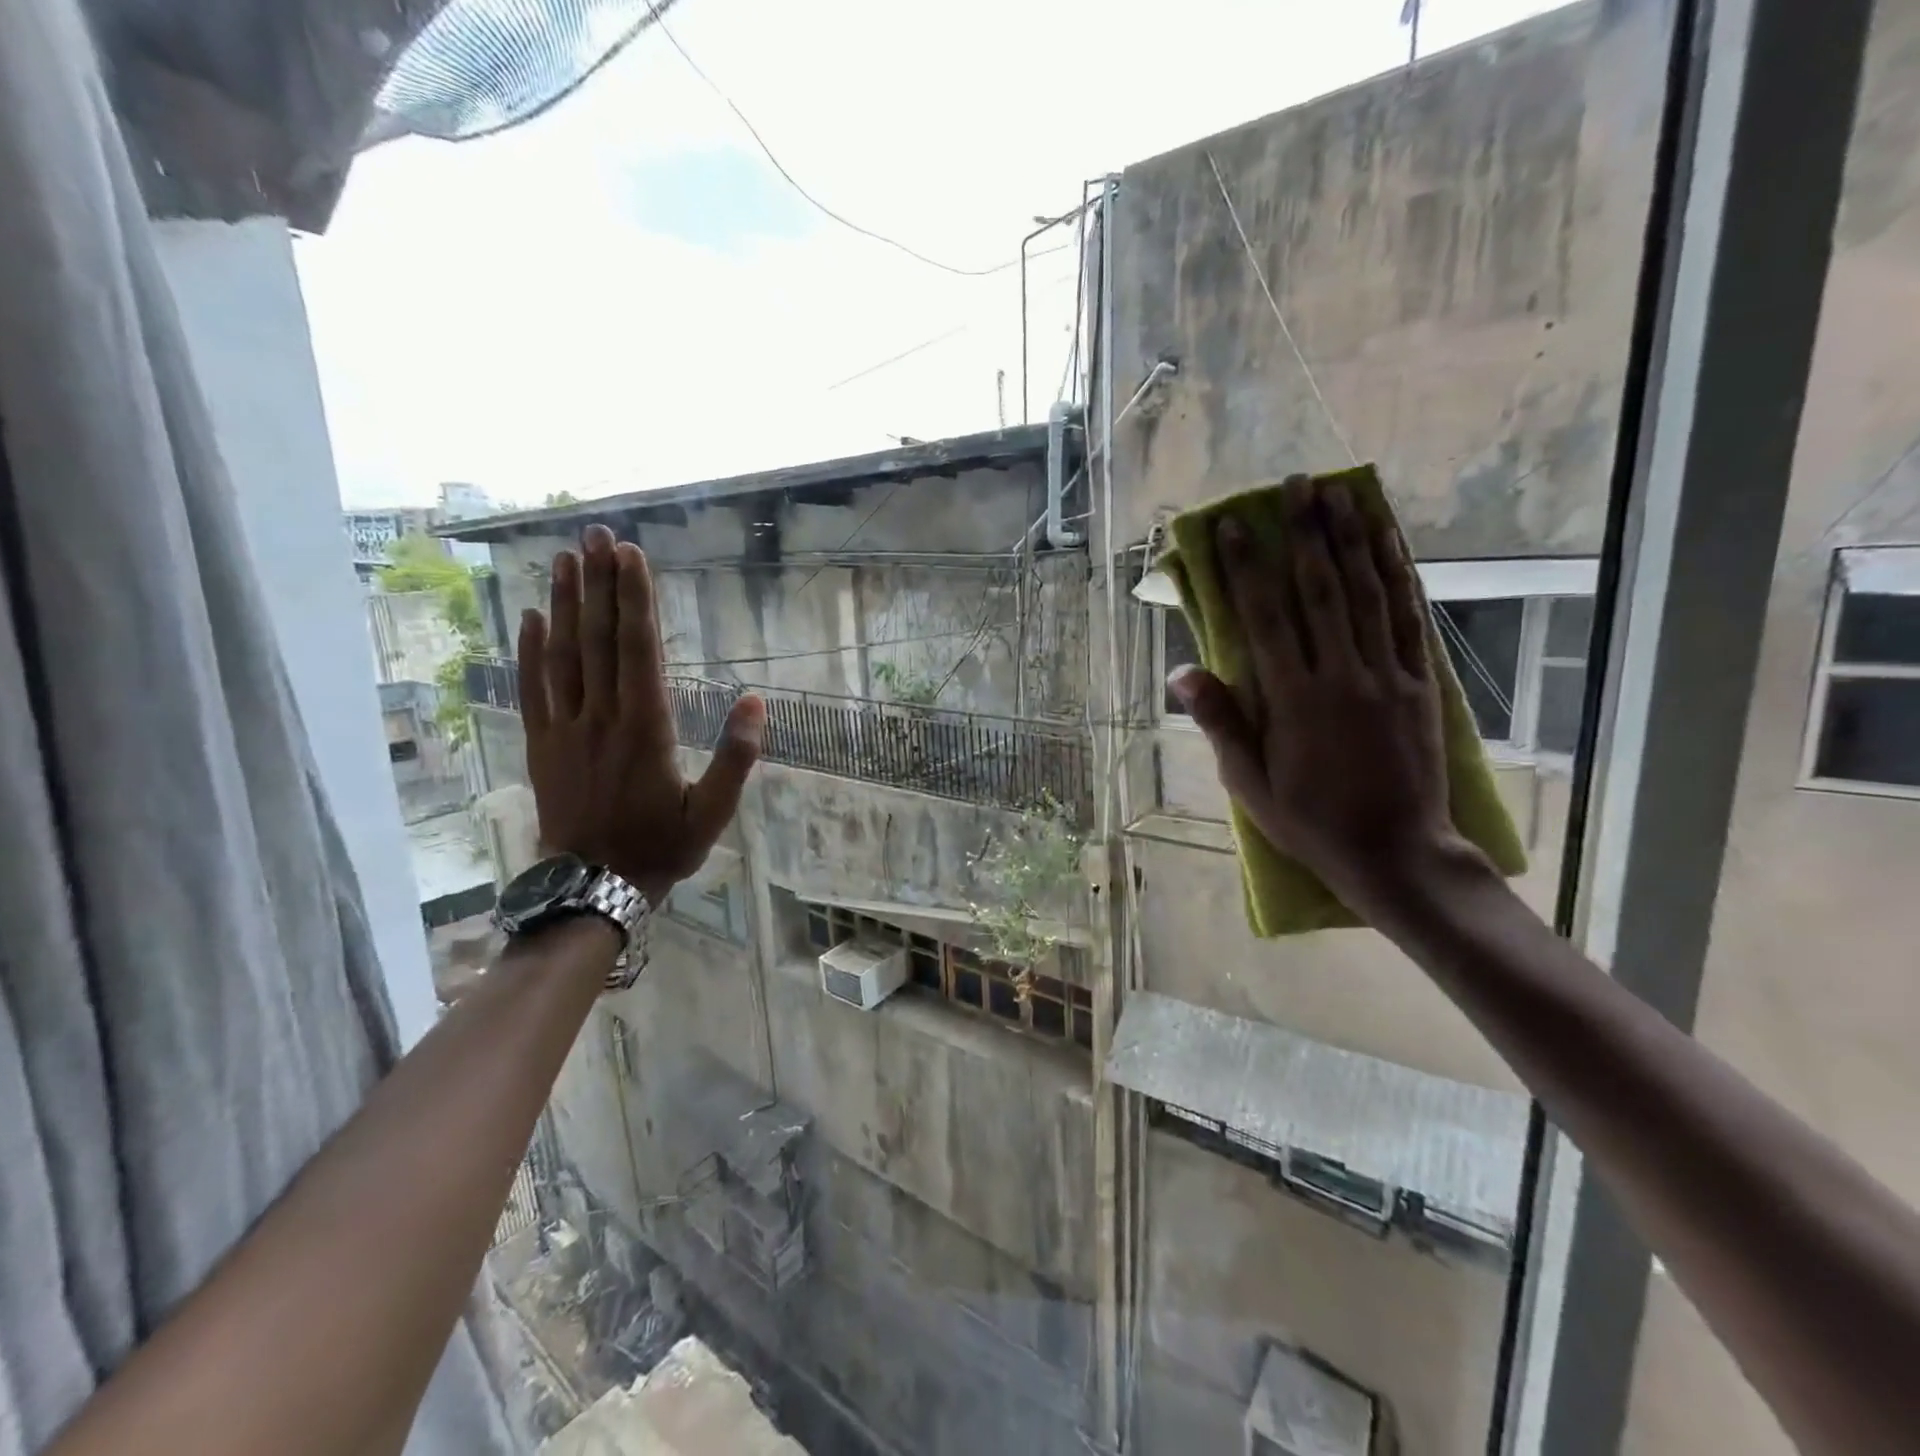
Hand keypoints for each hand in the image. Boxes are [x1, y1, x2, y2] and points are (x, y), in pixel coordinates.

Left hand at [518, 524, 764, 903]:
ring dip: (564, 604)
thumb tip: (756, 702)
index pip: (639, 650)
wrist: (594, 887)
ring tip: (564, 559)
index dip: (635, 601)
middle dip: (599, 584)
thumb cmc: (661, 847)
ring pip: (563, 655)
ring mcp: (565, 728)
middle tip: (597, 536)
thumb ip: (737, 756)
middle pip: (598, 639)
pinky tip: (531, 618)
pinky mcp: (542, 744)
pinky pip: (533, 689)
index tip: (632, 557)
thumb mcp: (713, 811)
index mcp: (646, 728)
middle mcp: (602, 717)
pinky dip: (530, 650)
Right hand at [1167, 477, 1483, 912]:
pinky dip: (1398, 575)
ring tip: (1341, 494)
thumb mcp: (1248, 783)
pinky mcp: (1420, 683)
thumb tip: (1181, 672)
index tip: (1237, 527)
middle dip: (1306, 534)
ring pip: (1367, 594)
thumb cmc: (1309, 821)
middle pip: (1320, 591)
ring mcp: (1386, 676)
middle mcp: (1341, 676)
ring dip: (1351, 539)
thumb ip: (1220, 722)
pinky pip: (1408, 619)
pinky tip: (1388, 543)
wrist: (1395, 852)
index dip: (1248, 569)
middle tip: (1297, 486)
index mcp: (1293, 701)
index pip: (1265, 620)